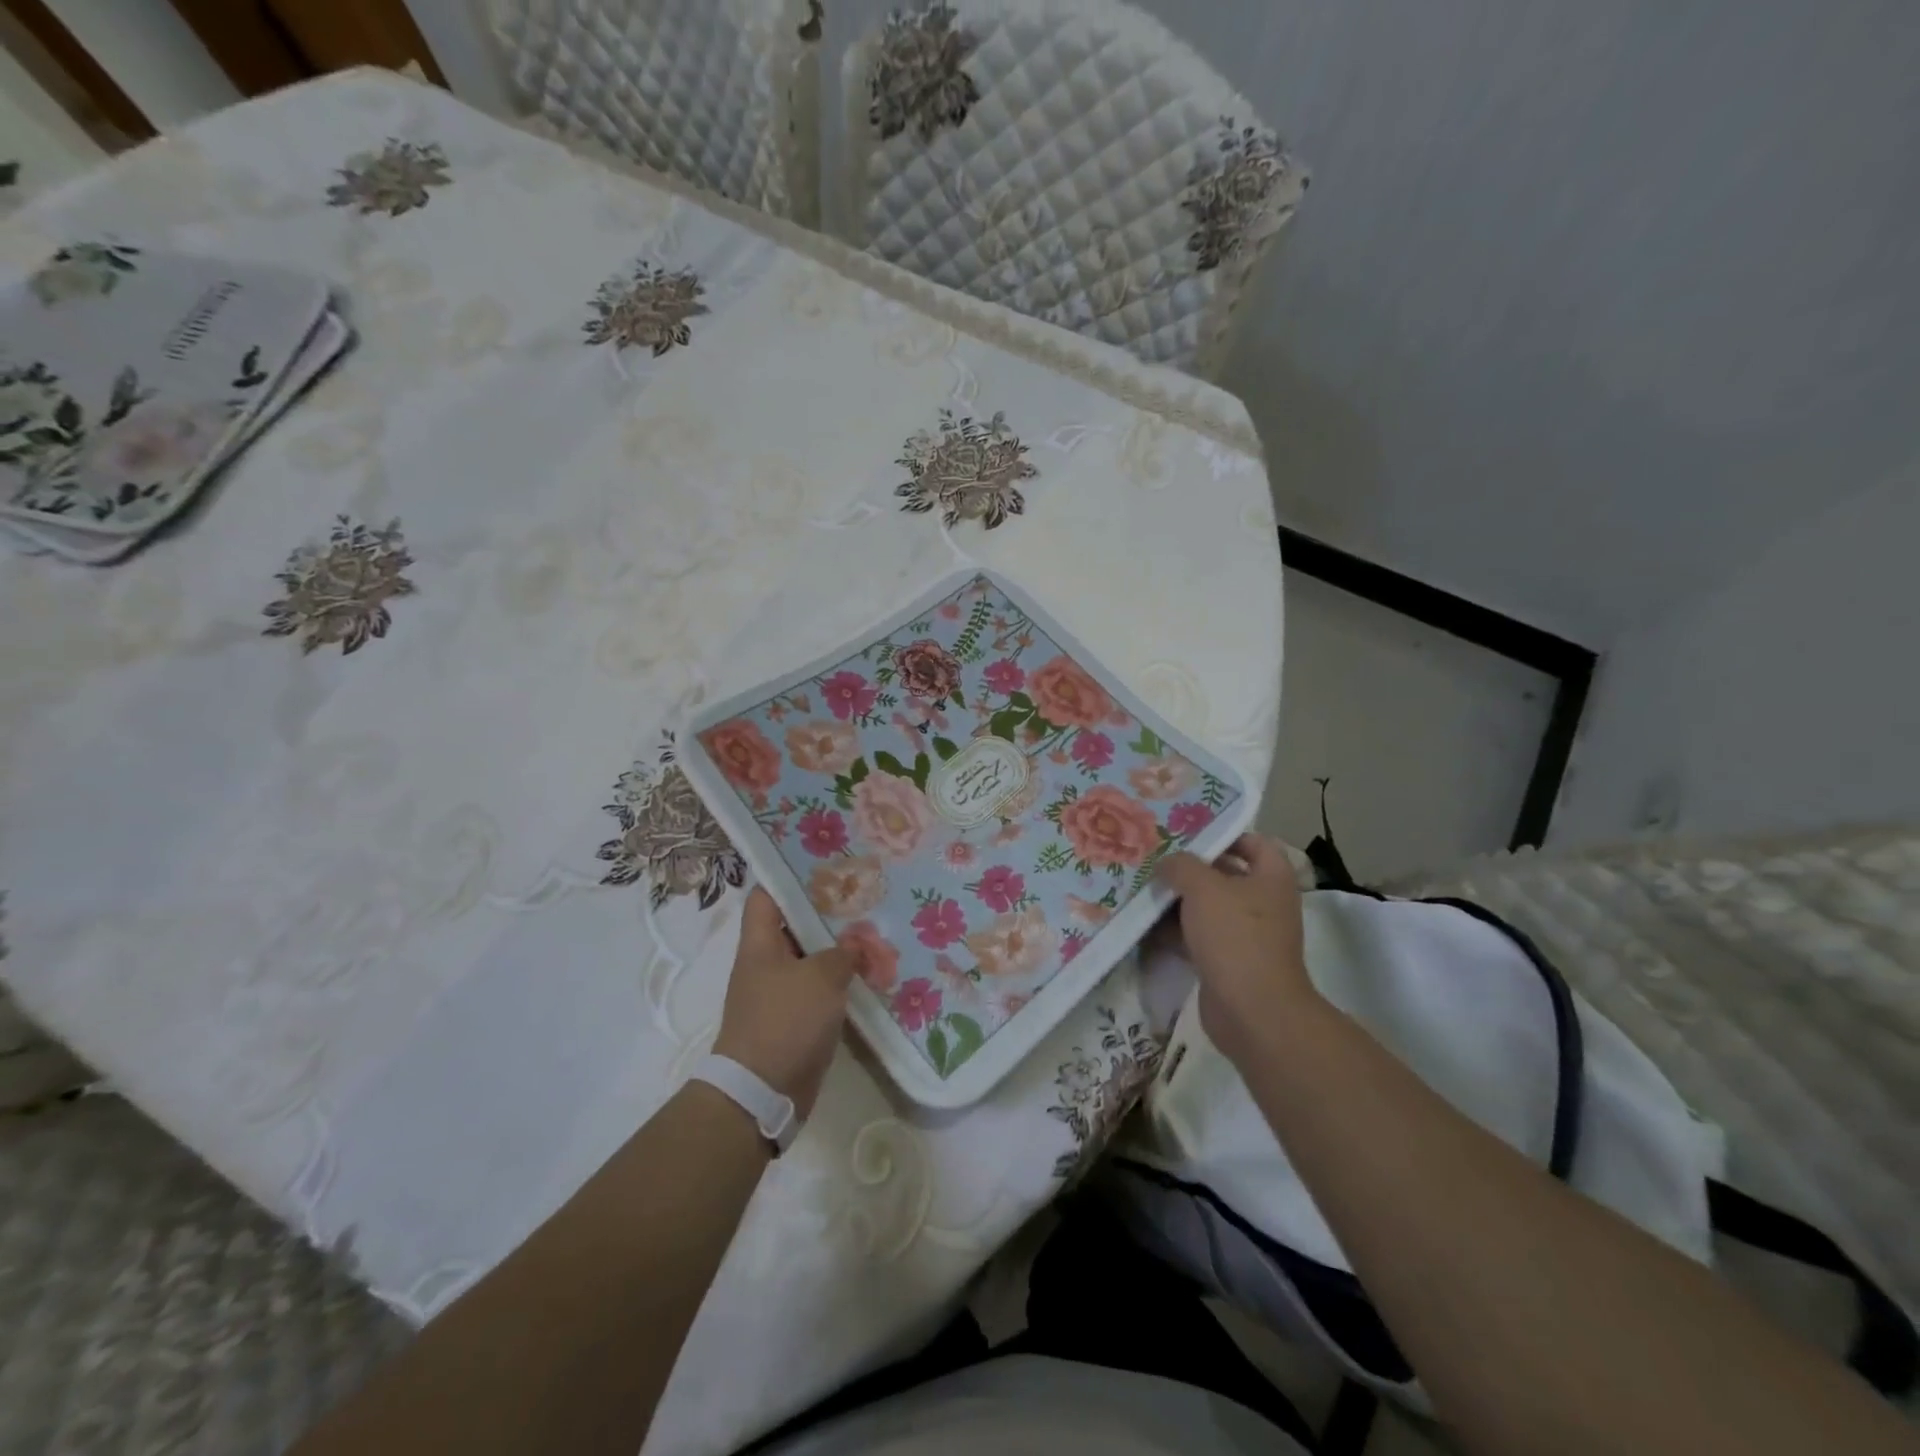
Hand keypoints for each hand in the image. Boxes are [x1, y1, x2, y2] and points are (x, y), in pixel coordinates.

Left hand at [714, 887, 856, 1117]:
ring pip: (811, 957)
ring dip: (839, 948)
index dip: (789, 877)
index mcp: (760, 943)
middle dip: (828, 912)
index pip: (767, 895)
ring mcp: (780, 991)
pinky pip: (820, 989)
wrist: (762, 1092)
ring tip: (875, 929)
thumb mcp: (820, 977)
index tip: (824, 865)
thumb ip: (843, 953)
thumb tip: (857, 944)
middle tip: (864, 895)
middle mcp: (767, 963)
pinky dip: (841, 980)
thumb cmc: (785, 1021)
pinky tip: (871, 972)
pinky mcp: (795, 1018)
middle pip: (795, 925)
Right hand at [1157, 834, 1316, 1065]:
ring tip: (1143, 888)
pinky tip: (1145, 924)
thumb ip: (1182, 866)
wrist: (1252, 1011)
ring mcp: (1246, 935)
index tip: (1188, 833)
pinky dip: (1176, 931)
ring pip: (1207, 908)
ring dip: (1178, 901)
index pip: (1254, 842)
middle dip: (1190, 869)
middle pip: (1225, 875)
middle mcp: (1264, 903)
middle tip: (1155, 858)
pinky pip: (1198, 937)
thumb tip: (1167, 862)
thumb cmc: (1235, 936)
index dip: (1224, 834)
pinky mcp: (1228, 962)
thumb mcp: (1203, 887)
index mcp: (1271, 878)